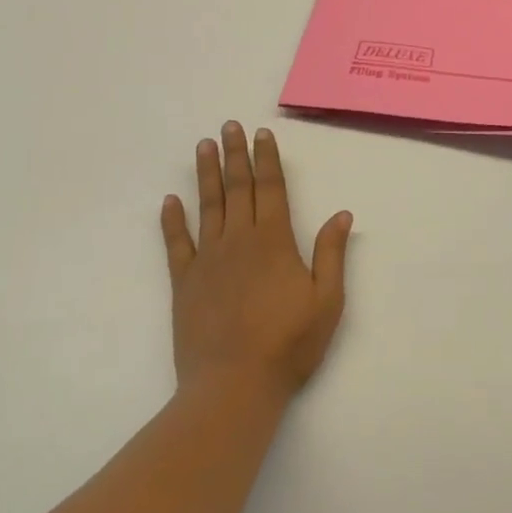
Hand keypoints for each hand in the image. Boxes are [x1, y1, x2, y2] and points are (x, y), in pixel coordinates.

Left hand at [160, 122, 351, 401]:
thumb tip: (342, 214)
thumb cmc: (288, 344)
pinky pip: (177, 243)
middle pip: (237, 188)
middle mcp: (239, 240)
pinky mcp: (184, 282)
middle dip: (234, 155)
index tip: (261, 134)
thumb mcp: (327, 301)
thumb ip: (332, 254)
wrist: (233, 386)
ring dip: (205, 175)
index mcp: (274, 241)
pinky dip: (172, 220)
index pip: (270, 189)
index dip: (266, 159)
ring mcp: (208, 260)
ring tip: (202, 146)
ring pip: (207, 206)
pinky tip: (169, 200)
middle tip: (228, 126)